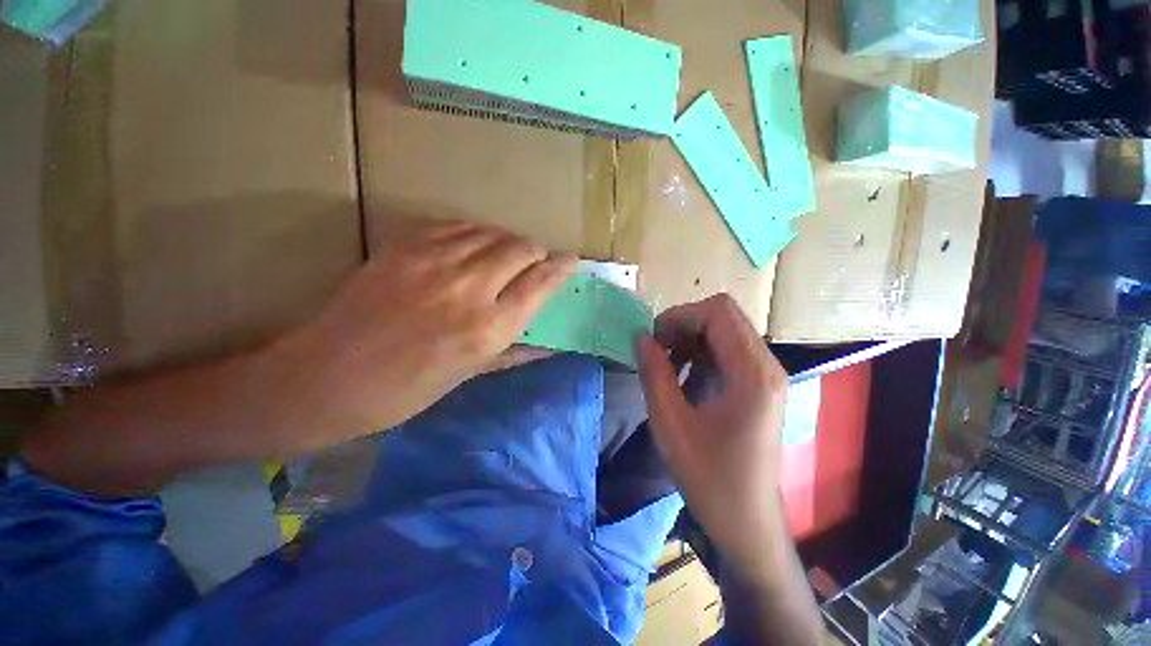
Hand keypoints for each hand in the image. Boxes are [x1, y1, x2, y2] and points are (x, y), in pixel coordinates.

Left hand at [273, 220, 575, 444]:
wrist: (325, 377)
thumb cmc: (404, 390)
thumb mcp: (469, 375)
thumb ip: (517, 351)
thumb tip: (554, 344)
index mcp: (488, 328)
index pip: (541, 282)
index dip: (562, 267)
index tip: (571, 261)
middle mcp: (469, 288)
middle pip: (521, 247)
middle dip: (536, 252)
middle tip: (535, 263)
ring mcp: (433, 260)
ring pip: (491, 231)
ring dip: (507, 241)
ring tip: (505, 255)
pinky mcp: (404, 246)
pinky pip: (456, 225)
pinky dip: (475, 232)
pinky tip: (473, 245)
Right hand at [637, 294, 789, 579]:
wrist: (747, 521)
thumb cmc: (709, 477)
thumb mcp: (670, 424)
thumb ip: (654, 373)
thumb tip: (641, 336)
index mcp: (752, 374)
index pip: (717, 312)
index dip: (679, 317)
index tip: (654, 341)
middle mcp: (766, 366)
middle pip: (722, 315)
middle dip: (683, 326)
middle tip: (657, 352)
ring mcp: (765, 374)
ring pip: (723, 330)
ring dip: (689, 340)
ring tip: (667, 367)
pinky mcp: (758, 384)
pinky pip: (725, 350)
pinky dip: (699, 354)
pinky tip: (683, 379)